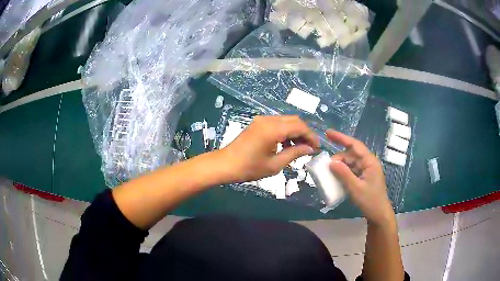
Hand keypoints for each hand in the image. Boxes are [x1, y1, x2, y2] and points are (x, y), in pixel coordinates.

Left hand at [218, 116, 319, 182]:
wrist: (225, 164)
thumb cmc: (249, 168)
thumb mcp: (275, 165)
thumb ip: (294, 153)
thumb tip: (310, 149)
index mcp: (273, 129)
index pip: (299, 126)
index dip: (311, 136)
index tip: (317, 147)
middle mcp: (268, 119)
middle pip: (294, 120)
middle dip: (305, 133)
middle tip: (309, 148)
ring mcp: (262, 119)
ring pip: (286, 120)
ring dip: (295, 131)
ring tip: (299, 148)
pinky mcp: (258, 123)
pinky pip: (277, 123)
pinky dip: (286, 131)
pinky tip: (286, 144)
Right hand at [327, 130, 394, 226]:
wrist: (379, 214)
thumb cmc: (370, 200)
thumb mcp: (355, 188)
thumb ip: (343, 174)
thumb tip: (331, 162)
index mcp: (369, 162)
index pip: (354, 145)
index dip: (341, 138)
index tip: (328, 133)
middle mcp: (368, 163)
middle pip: (351, 155)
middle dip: (338, 158)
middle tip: (325, 166)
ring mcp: (366, 170)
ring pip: (350, 163)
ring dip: (340, 166)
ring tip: (329, 173)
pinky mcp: (364, 177)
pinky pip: (351, 171)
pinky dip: (343, 172)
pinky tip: (336, 178)